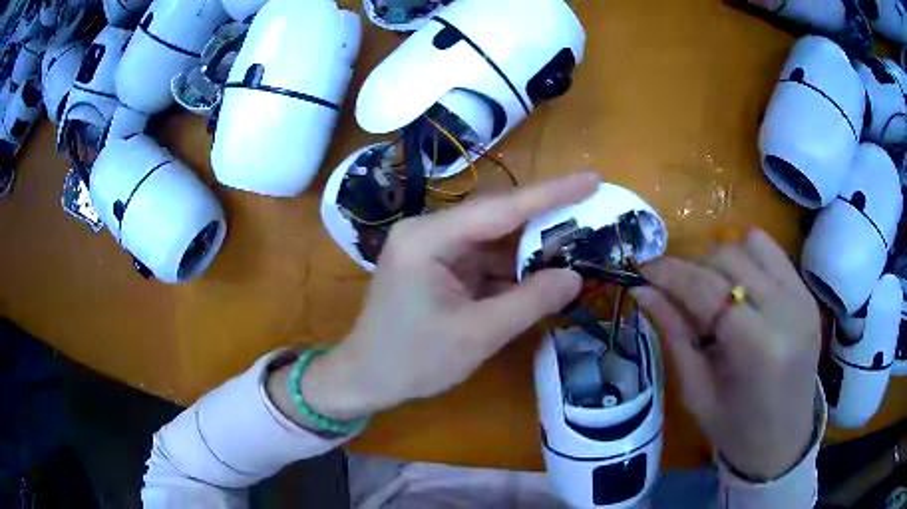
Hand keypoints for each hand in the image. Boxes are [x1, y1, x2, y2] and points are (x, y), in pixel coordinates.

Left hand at [293, 173, 597, 421]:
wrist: (365, 379)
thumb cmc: (412, 360)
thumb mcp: (477, 334)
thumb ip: (529, 302)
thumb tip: (576, 277)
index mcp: (429, 238)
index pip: (501, 208)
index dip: (551, 193)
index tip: (591, 179)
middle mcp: (430, 232)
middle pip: (499, 219)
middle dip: (546, 220)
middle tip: (593, 213)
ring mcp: (433, 249)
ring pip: (495, 240)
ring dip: (533, 248)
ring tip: (579, 245)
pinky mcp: (439, 268)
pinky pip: (485, 260)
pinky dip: (514, 269)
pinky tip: (545, 274)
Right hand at [632, 230, 820, 479]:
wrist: (785, 441)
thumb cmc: (736, 430)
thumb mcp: (697, 392)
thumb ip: (675, 335)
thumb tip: (644, 291)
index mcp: (758, 348)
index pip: (708, 289)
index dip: (671, 273)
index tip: (643, 270)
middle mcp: (786, 311)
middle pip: (729, 258)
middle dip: (693, 268)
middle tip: (675, 292)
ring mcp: (802, 297)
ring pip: (751, 245)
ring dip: (722, 262)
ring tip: (712, 293)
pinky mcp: (807, 293)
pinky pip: (772, 253)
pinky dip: (748, 260)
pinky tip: (740, 289)